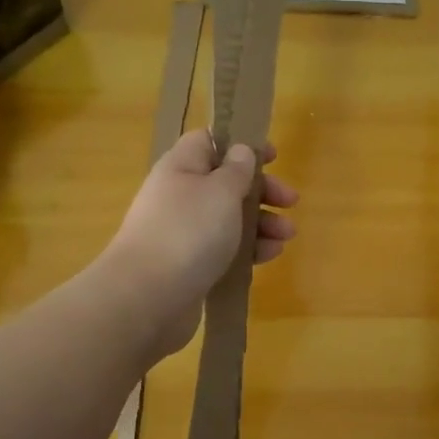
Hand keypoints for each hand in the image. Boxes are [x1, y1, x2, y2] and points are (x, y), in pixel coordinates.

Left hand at [104, 130, 298, 354]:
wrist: (147, 297)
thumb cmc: (188, 232)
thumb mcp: (221, 191)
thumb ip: (237, 170)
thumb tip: (241, 151)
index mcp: (181, 168)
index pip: (209, 141)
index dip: (241, 144)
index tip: (272, 157)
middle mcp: (179, 196)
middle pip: (225, 182)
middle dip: (261, 190)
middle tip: (290, 201)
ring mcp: (182, 232)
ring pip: (229, 218)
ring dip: (262, 222)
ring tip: (287, 235)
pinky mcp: (189, 265)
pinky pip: (224, 249)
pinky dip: (249, 249)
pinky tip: (270, 255)